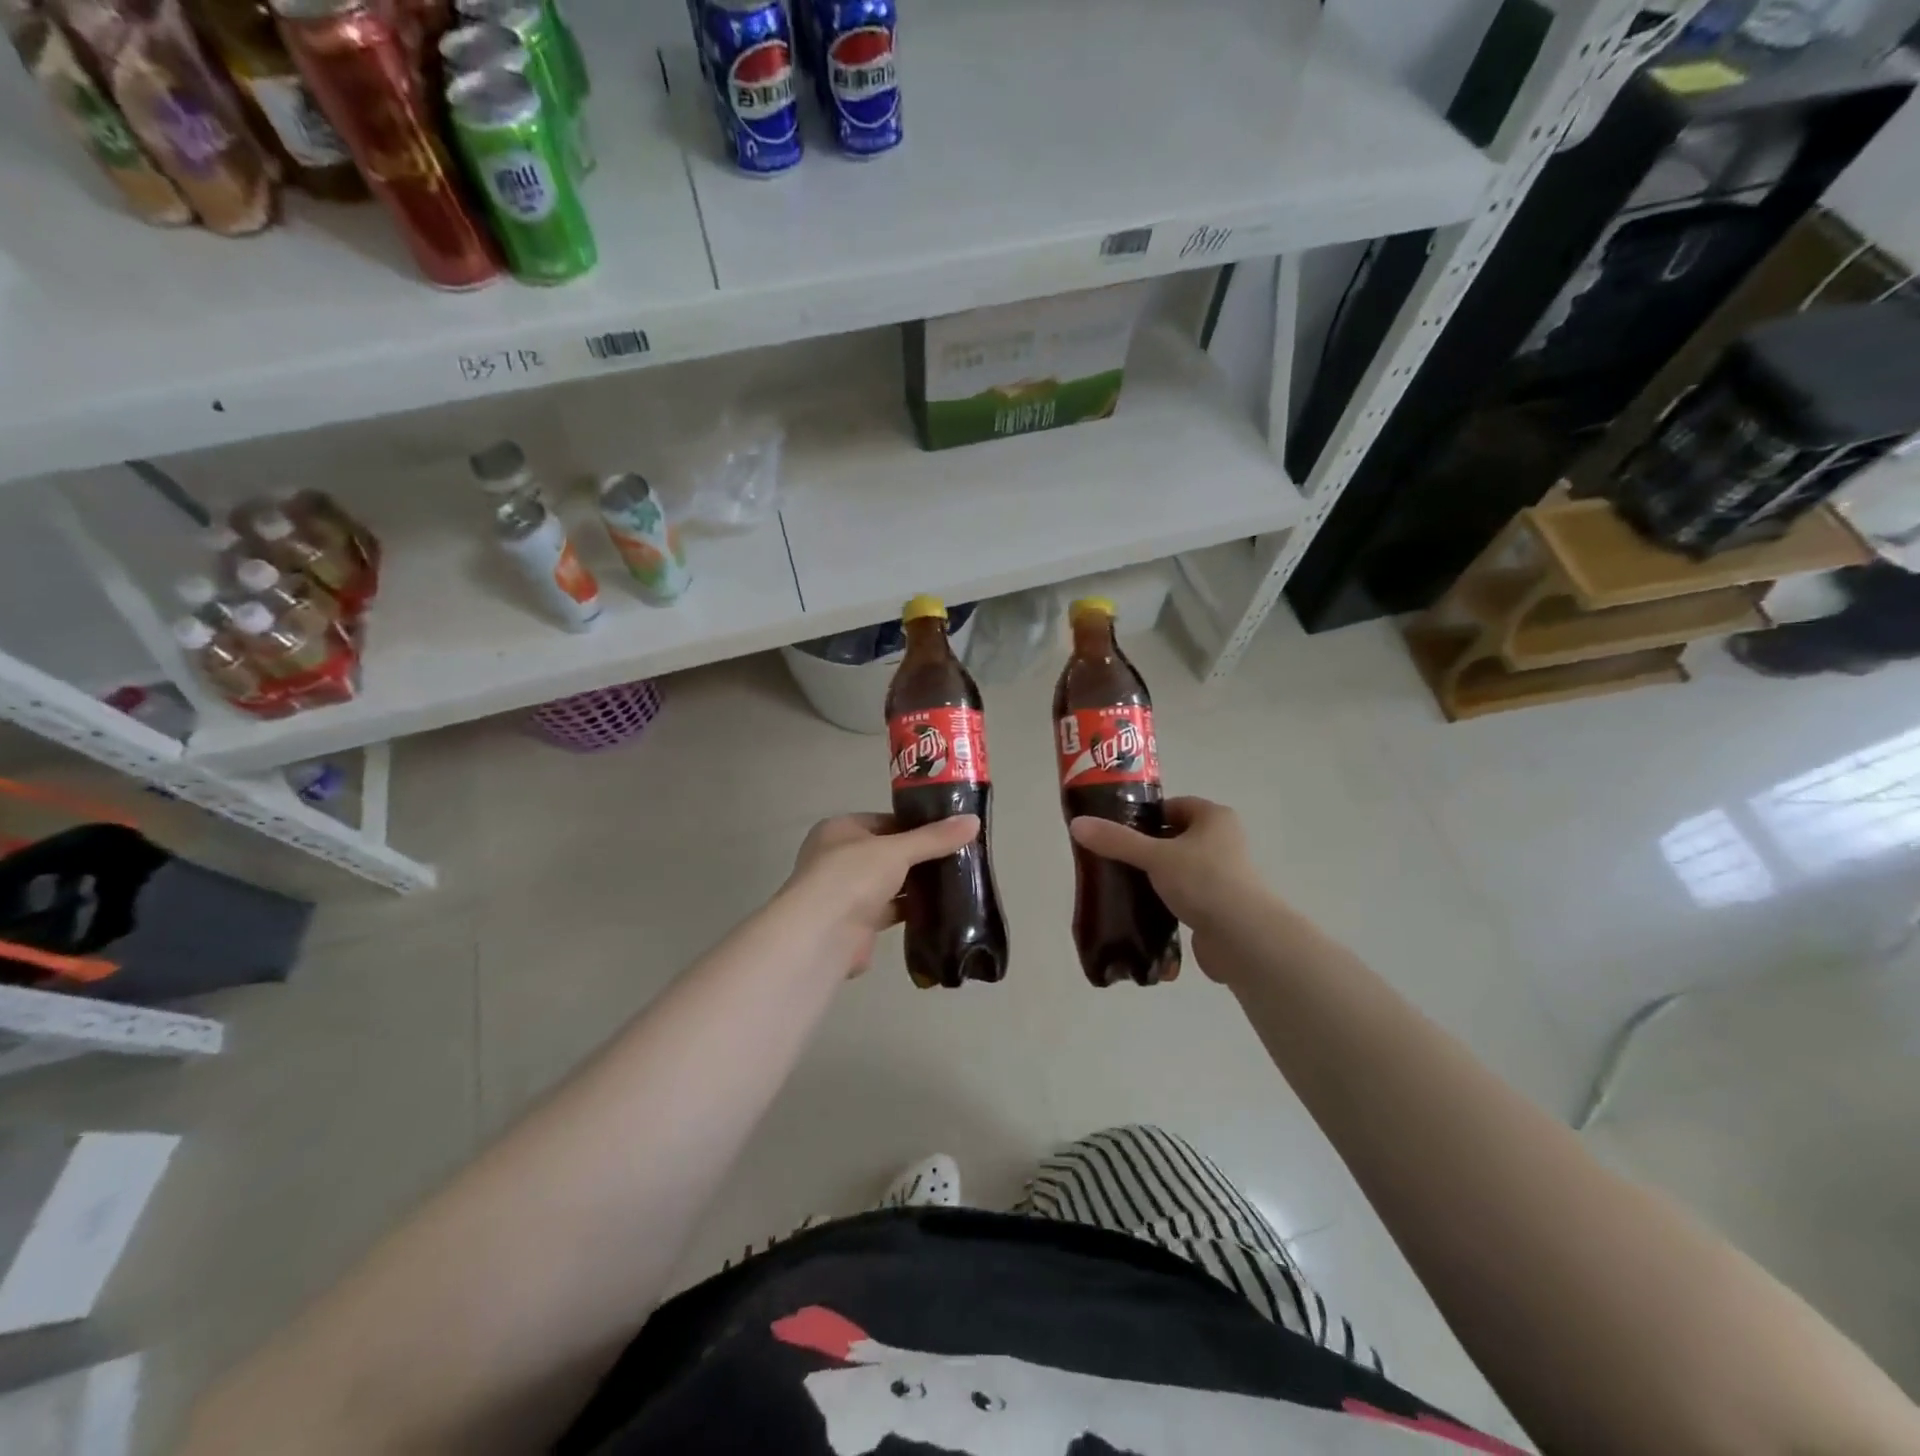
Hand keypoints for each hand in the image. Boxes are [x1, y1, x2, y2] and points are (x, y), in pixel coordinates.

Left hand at [784, 812, 980, 976]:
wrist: (823, 935)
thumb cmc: (852, 876)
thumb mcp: (897, 850)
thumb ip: (934, 838)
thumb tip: (974, 822)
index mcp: (839, 830)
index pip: (884, 821)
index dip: (915, 825)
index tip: (948, 831)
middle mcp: (838, 859)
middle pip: (887, 853)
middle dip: (918, 857)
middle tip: (958, 856)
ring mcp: (845, 893)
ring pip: (889, 883)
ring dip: (915, 884)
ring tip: (956, 880)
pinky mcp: (856, 923)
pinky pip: (890, 910)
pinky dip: (911, 909)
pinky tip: (940, 908)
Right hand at [1068, 798, 1263, 974]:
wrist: (1244, 939)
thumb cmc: (1204, 882)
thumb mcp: (1154, 856)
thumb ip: (1116, 841)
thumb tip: (1076, 824)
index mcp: (1214, 818)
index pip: (1172, 806)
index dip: (1143, 815)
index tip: (1115, 829)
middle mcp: (1223, 841)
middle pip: (1174, 837)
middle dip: (1145, 847)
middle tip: (1113, 857)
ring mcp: (1223, 876)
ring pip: (1178, 868)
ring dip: (1154, 875)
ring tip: (1122, 884)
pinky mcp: (1218, 906)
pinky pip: (1184, 896)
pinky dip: (1165, 900)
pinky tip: (1141, 909)